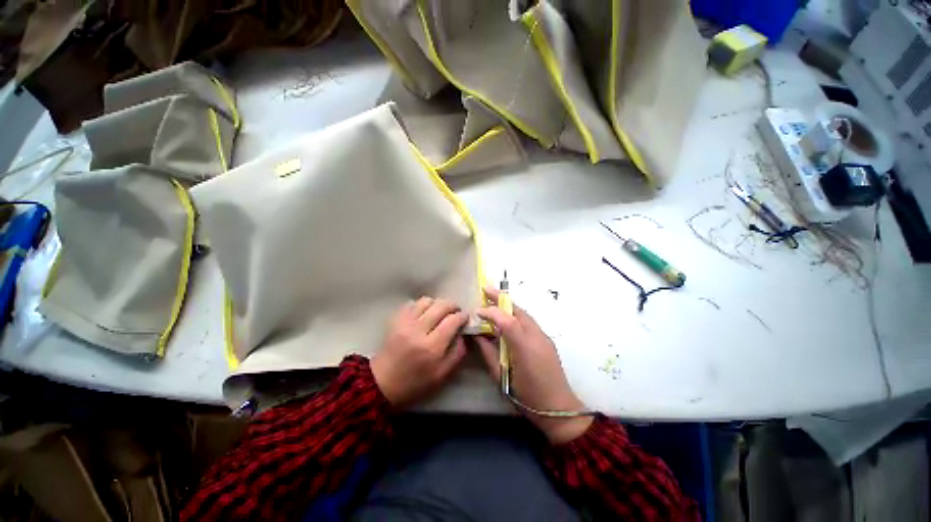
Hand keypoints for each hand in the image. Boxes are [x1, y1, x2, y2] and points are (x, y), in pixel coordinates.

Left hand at [371, 297, 468, 407]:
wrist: (382, 383)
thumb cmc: (415, 382)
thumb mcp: (442, 374)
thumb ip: (457, 353)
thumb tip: (463, 333)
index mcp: (432, 347)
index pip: (452, 320)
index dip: (462, 316)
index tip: (465, 317)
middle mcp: (418, 331)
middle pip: (441, 306)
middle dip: (452, 306)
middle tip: (455, 311)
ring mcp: (405, 323)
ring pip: (426, 301)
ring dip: (437, 303)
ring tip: (440, 312)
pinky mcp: (395, 320)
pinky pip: (412, 304)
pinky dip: (422, 305)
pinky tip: (425, 313)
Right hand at [475, 287, 592, 443]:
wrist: (559, 410)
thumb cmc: (527, 397)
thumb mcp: (502, 377)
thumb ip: (489, 353)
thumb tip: (478, 336)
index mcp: (524, 348)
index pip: (507, 321)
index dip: (491, 312)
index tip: (477, 311)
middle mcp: (536, 337)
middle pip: (518, 310)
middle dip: (501, 298)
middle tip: (486, 288)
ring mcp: (544, 337)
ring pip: (524, 314)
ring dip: (508, 305)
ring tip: (494, 299)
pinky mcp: (546, 340)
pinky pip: (528, 321)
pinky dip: (516, 314)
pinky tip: (507, 316)